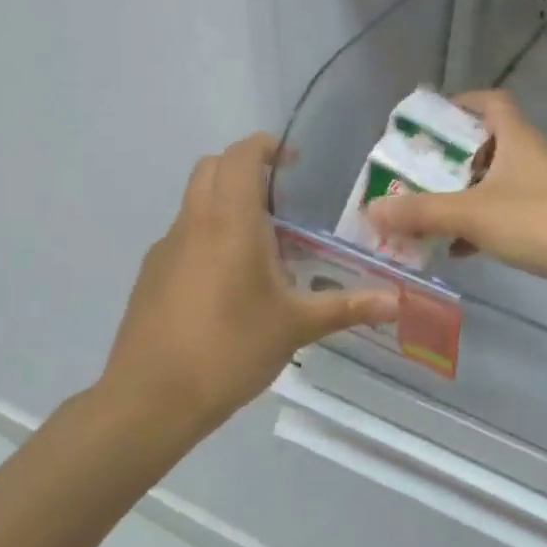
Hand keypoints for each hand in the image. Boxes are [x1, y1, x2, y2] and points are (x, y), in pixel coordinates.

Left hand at [96, 134, 397, 442]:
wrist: (149, 400)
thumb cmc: (229, 349)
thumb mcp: (296, 327)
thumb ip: (347, 307)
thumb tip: (397, 302)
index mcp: (230, 223)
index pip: (240, 156)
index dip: (266, 146)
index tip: (294, 161)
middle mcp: (193, 224)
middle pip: (211, 169)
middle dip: (244, 168)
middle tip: (282, 195)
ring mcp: (166, 249)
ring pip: (195, 202)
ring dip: (226, 202)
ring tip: (264, 242)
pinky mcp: (151, 277)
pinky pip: (184, 236)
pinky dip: (209, 235)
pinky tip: (231, 282)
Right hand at [366, 91, 546, 304]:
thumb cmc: (535, 220)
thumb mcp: (471, 213)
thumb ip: (421, 212)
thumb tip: (373, 209)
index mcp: (515, 137)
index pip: (490, 102)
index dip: (461, 103)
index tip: (430, 120)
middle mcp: (529, 156)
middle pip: (485, 144)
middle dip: (450, 159)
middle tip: (416, 173)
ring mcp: (540, 189)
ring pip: (493, 183)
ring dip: (462, 195)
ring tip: (426, 211)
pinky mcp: (546, 220)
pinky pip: (504, 214)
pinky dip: (479, 225)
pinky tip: (456, 248)